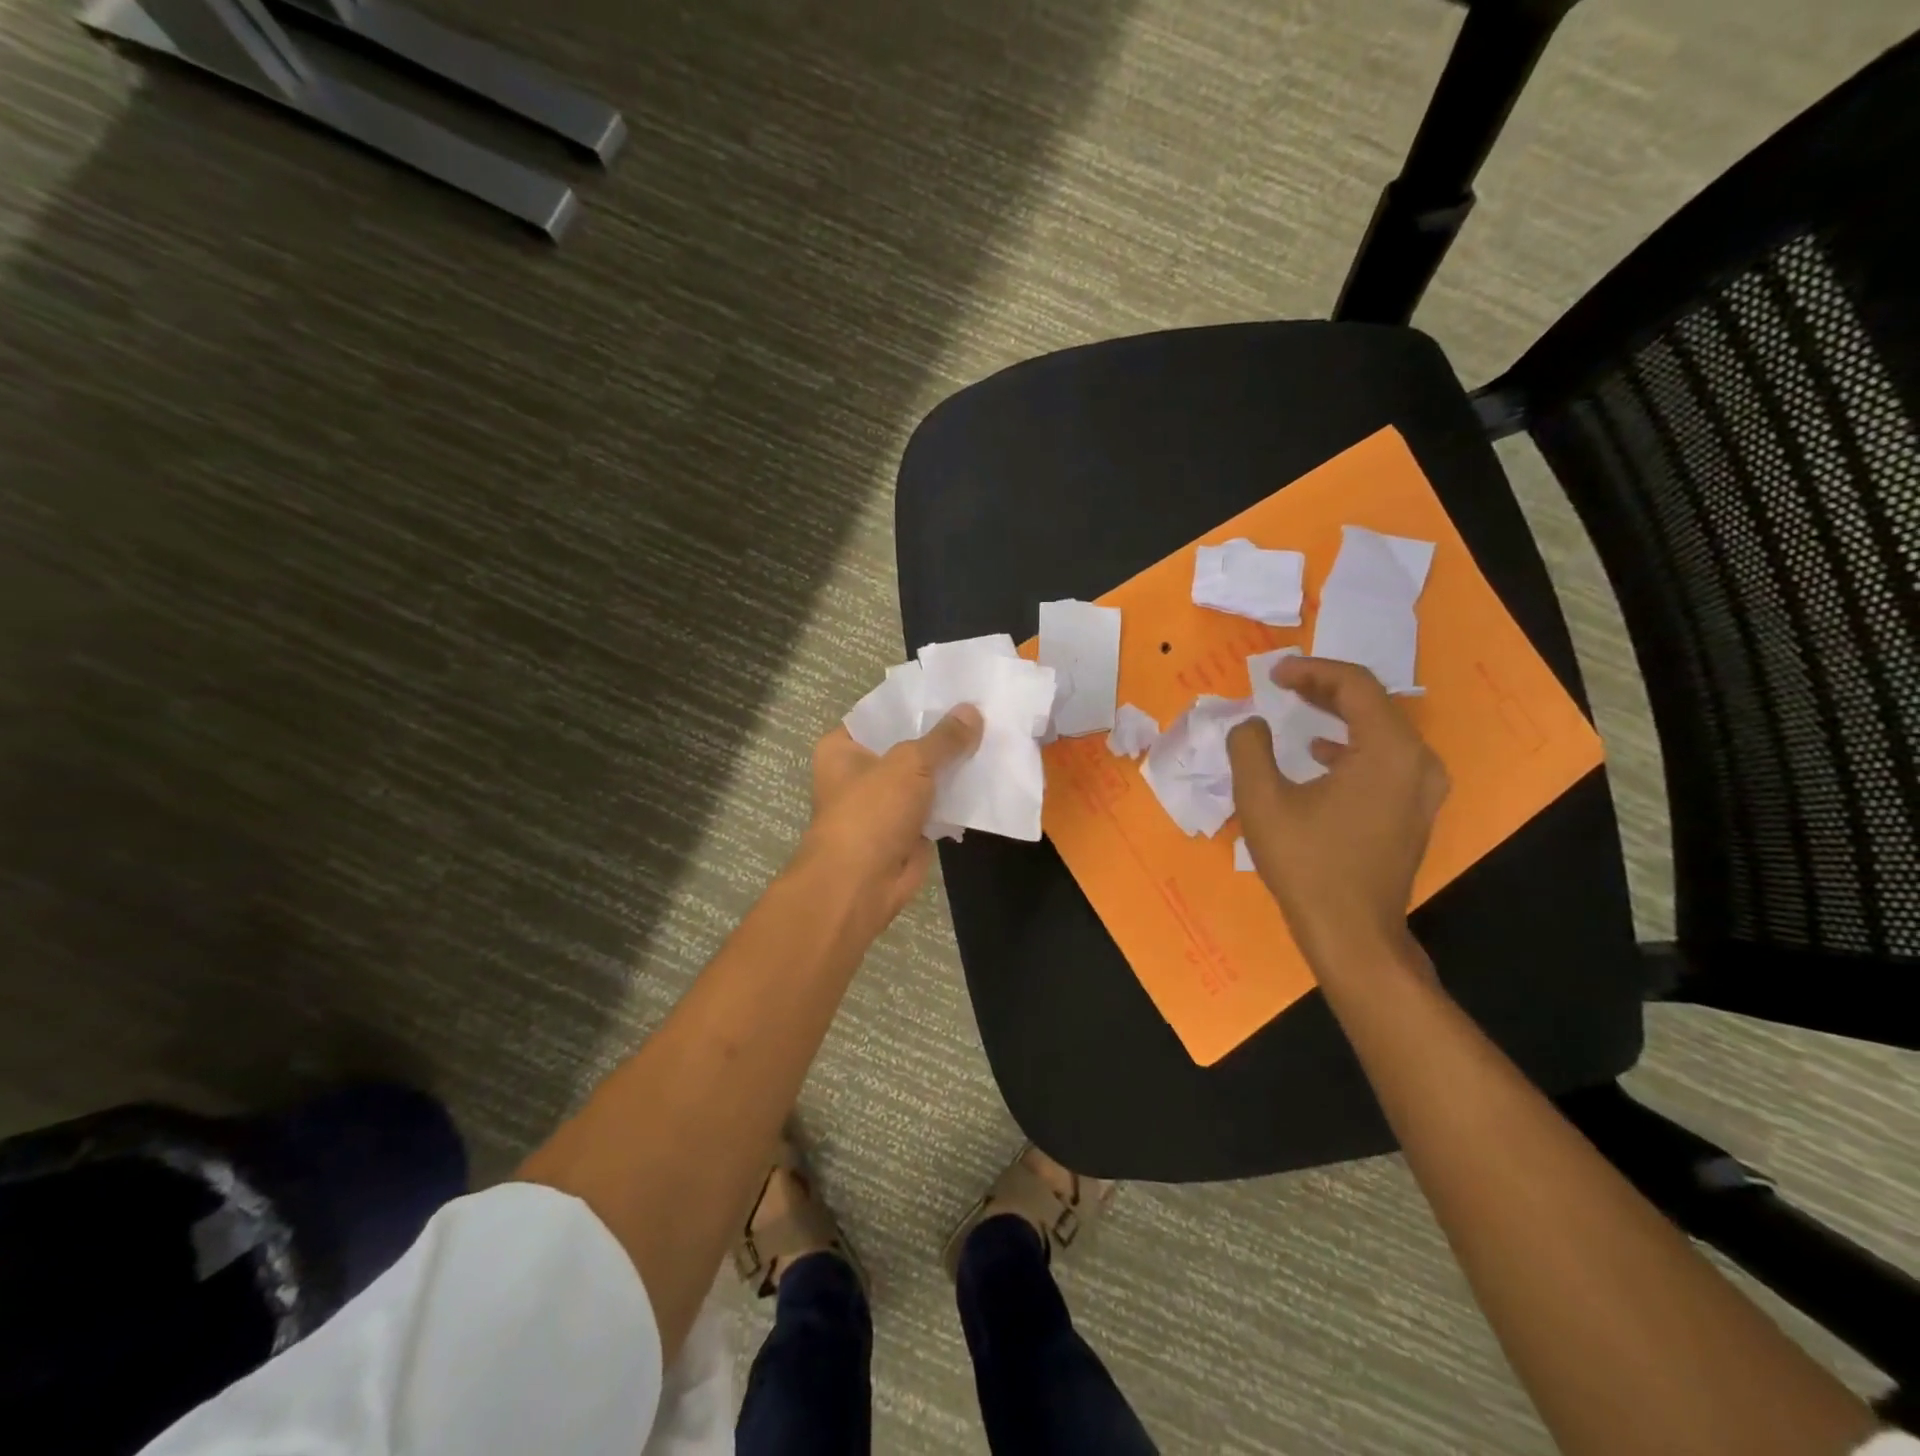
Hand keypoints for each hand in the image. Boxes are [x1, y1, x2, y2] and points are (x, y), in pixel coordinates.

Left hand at [796, 706, 983, 929]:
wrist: (860, 885)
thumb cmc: (871, 813)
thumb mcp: (909, 764)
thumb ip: (944, 738)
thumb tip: (973, 711)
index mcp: (843, 747)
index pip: (883, 712)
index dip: (917, 701)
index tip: (955, 687)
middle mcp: (861, 771)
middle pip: (907, 743)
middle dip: (942, 733)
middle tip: (984, 709)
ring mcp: (885, 801)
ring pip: (925, 775)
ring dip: (954, 764)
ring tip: (994, 736)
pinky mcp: (907, 828)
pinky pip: (937, 803)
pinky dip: (958, 795)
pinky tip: (989, 775)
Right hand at [1227, 656, 1448, 971]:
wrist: (1351, 932)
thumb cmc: (1306, 863)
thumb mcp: (1261, 800)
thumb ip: (1249, 747)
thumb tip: (1251, 724)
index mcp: (1389, 750)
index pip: (1354, 685)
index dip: (1311, 671)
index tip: (1273, 675)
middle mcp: (1418, 761)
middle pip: (1373, 703)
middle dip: (1324, 688)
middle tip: (1283, 685)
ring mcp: (1423, 789)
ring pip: (1382, 730)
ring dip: (1339, 714)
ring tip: (1299, 709)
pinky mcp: (1415, 810)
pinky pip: (1388, 757)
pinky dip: (1353, 744)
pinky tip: (1320, 754)